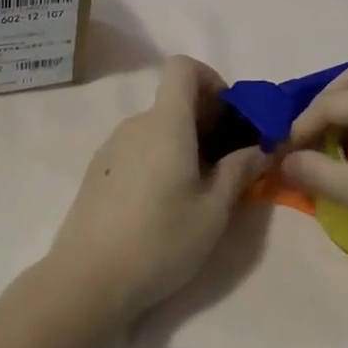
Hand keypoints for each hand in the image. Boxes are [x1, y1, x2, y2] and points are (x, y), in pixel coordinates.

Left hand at [46, 56, 265, 319]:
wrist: (87, 281)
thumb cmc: (160, 241)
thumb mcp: (213, 211)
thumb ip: (239, 171)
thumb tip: (260, 148)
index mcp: (166, 123)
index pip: (183, 66)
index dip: (211, 80)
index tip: (229, 117)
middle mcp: (136, 124)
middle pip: (173, 100)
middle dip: (206, 119)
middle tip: (227, 162)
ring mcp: (111, 146)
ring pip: (156, 127)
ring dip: (183, 142)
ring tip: (198, 188)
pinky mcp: (97, 171)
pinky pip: (138, 148)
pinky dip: (159, 158)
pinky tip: (163, 203)